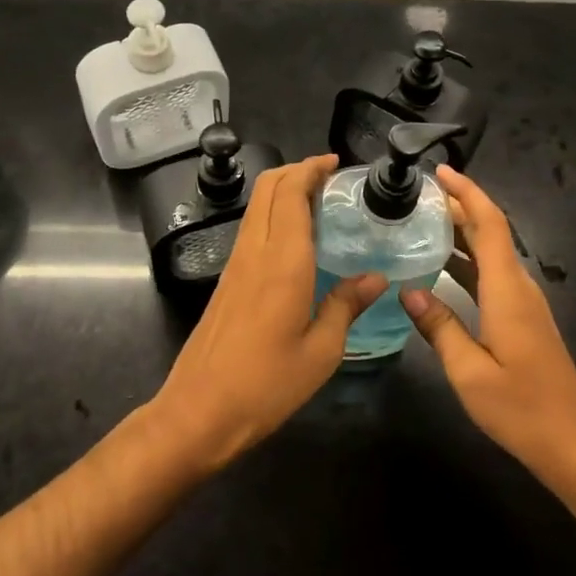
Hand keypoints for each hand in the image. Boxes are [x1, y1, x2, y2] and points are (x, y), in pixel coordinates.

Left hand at [149, 154, 385, 471]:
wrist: (199, 411)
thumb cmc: (266, 385)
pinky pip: (252, 228)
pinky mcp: (226, 280)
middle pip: (268, 188)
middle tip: (329, 178)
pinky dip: (274, 214)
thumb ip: (346, 306)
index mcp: (283, 262)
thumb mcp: (321, 352)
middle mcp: (255, 251)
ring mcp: (236, 264)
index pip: (291, 193)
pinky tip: (296, 238)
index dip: (311, 169)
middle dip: (296, 170)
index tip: (335, 163)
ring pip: (257, 206)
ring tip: (318, 201)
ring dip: (283, 191)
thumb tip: (376, 278)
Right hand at [401, 166, 575, 498]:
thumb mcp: (469, 372)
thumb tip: (406, 290)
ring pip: (491, 253)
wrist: (575, 443)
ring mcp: (523, 303)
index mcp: (507, 290)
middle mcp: (518, 287)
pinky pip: (491, 273)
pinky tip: (441, 268)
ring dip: (461, 233)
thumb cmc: (522, 408)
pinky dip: (466, 260)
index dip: (467, 192)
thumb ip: (439, 327)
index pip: (490, 224)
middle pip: (490, 232)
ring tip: (421, 222)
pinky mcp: (522, 319)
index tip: (439, 172)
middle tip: (416, 196)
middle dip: (457, 207)